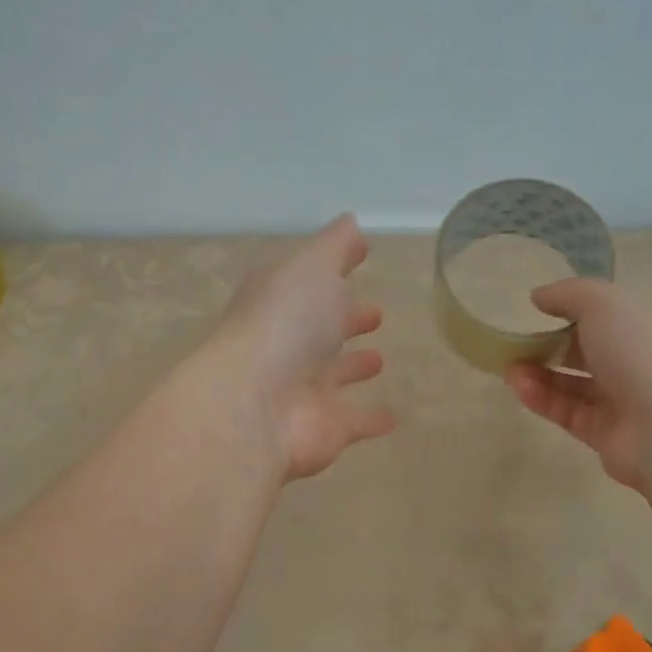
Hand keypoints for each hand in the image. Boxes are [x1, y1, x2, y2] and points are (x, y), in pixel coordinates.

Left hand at [208, 215, 394, 481]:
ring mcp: (305, 388)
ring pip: (335, 374)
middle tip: (375, 314)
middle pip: (321, 329)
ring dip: (354, 366)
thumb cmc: (285, 323)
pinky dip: (373, 419)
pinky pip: (355, 420)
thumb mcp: (312, 267)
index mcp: (282, 300)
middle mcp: (289, 343)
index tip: (360, 260)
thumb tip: (351, 224)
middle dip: (346, 319)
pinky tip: (395, 415)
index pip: (310, 281)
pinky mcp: (326, 427)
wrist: (256, 404)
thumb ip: (334, 247)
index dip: (333, 271)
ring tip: (380, 358)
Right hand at [505, 278, 651, 494]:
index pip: (608, 316)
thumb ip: (568, 294)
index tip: (537, 310)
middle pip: (588, 352)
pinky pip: (568, 413)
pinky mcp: (606, 436)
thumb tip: (538, 296)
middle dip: (550, 346)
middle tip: (515, 343)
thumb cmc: (642, 351)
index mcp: (646, 327)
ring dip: (539, 374)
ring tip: (508, 368)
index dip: (572, 311)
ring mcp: (624, 403)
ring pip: (574, 385)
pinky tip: (519, 386)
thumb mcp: (604, 303)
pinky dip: (542, 399)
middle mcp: (638, 364)